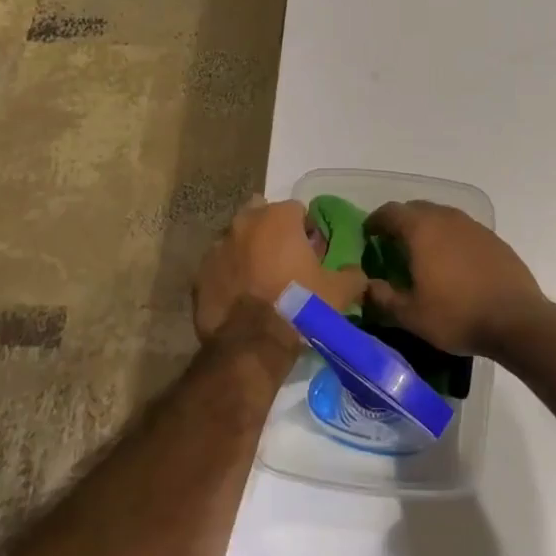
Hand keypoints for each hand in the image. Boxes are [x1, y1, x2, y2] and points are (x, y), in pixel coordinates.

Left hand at [192, 197, 366, 352]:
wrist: (250, 345)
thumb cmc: (299, 307)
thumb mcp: (339, 293)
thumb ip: (353, 276)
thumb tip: (356, 273)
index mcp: (279, 217)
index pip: (298, 211)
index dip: (307, 231)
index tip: (312, 254)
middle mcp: (244, 222)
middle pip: (263, 217)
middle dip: (274, 233)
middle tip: (286, 263)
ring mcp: (217, 245)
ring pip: (238, 239)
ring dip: (250, 252)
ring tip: (262, 281)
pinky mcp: (200, 272)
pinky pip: (220, 266)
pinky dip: (230, 274)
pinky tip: (241, 297)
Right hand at [361, 201, 548, 357]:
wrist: (517, 320)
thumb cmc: (456, 315)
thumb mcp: (410, 314)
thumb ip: (382, 297)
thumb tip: (365, 286)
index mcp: (421, 229)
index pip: (390, 212)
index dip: (375, 222)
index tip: (368, 236)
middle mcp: (446, 218)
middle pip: (416, 209)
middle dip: (400, 223)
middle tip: (392, 245)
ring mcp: (473, 226)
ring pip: (441, 217)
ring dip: (427, 229)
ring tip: (422, 254)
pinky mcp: (493, 238)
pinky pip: (462, 230)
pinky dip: (450, 239)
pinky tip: (452, 264)